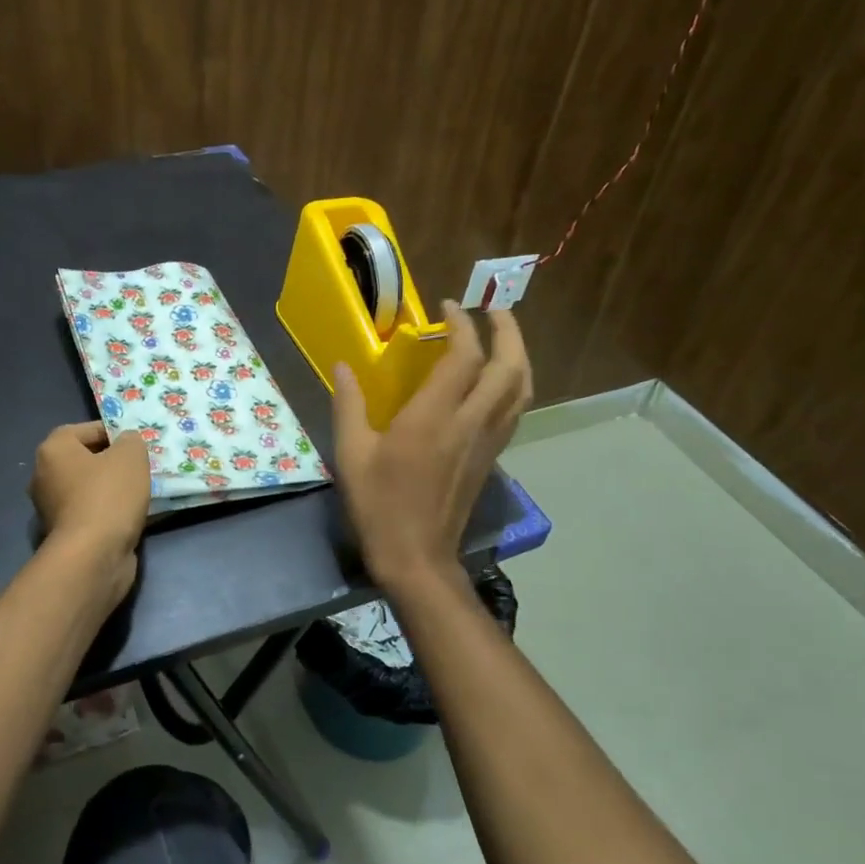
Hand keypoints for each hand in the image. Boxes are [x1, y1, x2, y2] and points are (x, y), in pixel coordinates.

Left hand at [29, 421, 149, 604]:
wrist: (93, 556)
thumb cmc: (109, 495)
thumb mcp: (130, 456)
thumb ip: (131, 441)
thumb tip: (126, 443)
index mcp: (53, 450)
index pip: (86, 429)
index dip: (114, 432)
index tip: (137, 443)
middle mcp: (44, 476)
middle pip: (85, 459)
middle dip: (113, 462)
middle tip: (140, 465)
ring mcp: (51, 508)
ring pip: (89, 488)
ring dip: (112, 488)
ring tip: (141, 490)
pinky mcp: (64, 534)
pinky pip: (91, 512)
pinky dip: (109, 512)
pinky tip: (132, 515)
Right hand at [332, 302, 532, 587]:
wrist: (417, 557)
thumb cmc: (379, 505)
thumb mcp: (351, 454)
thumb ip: (349, 404)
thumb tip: (343, 365)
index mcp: (433, 418)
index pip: (463, 357)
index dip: (461, 325)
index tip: (446, 306)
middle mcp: (470, 423)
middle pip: (509, 367)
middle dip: (507, 330)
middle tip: (493, 308)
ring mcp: (487, 442)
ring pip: (521, 389)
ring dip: (518, 355)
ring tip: (503, 336)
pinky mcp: (491, 457)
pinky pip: (514, 410)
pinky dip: (514, 383)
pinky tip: (497, 380)